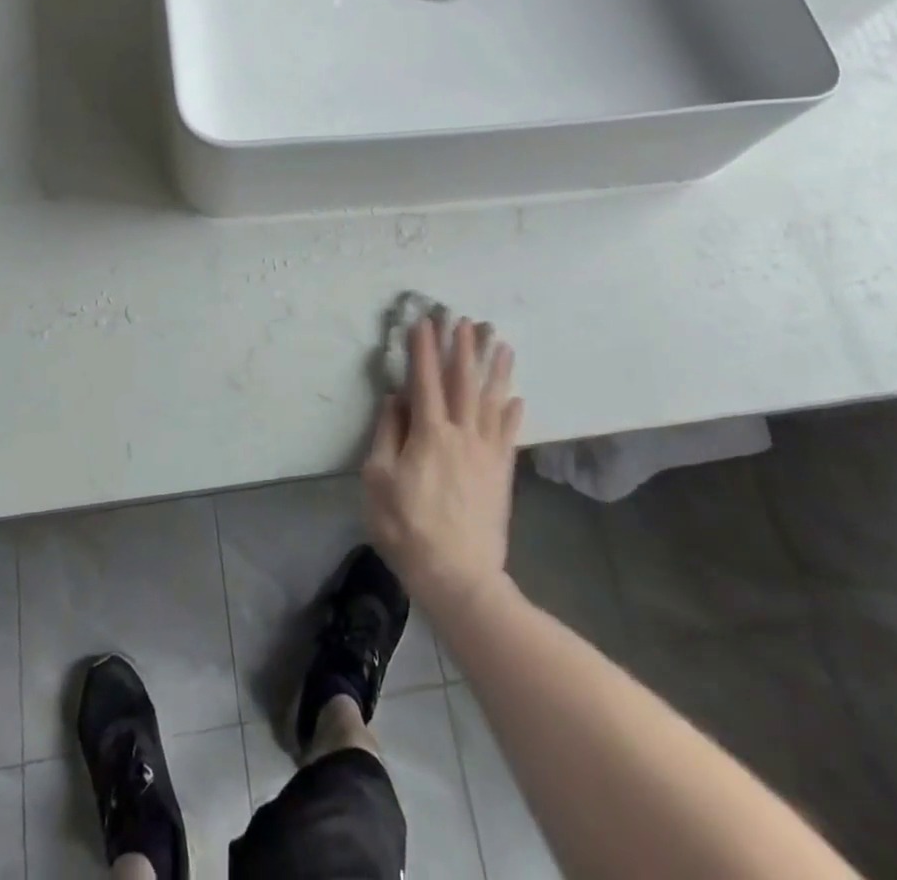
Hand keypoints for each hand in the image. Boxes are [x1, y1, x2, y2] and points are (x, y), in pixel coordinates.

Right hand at [363, 315, 523, 613]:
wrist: (459, 576)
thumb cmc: (407, 527)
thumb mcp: (378, 480)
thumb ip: (387, 435)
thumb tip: (395, 399)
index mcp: (429, 433)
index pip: (425, 380)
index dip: (424, 349)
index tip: (424, 321)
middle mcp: (462, 434)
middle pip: (464, 382)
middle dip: (463, 348)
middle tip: (466, 319)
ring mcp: (487, 453)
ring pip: (493, 401)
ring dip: (495, 369)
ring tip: (500, 342)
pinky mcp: (502, 474)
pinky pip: (509, 435)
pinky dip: (513, 413)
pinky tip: (517, 397)